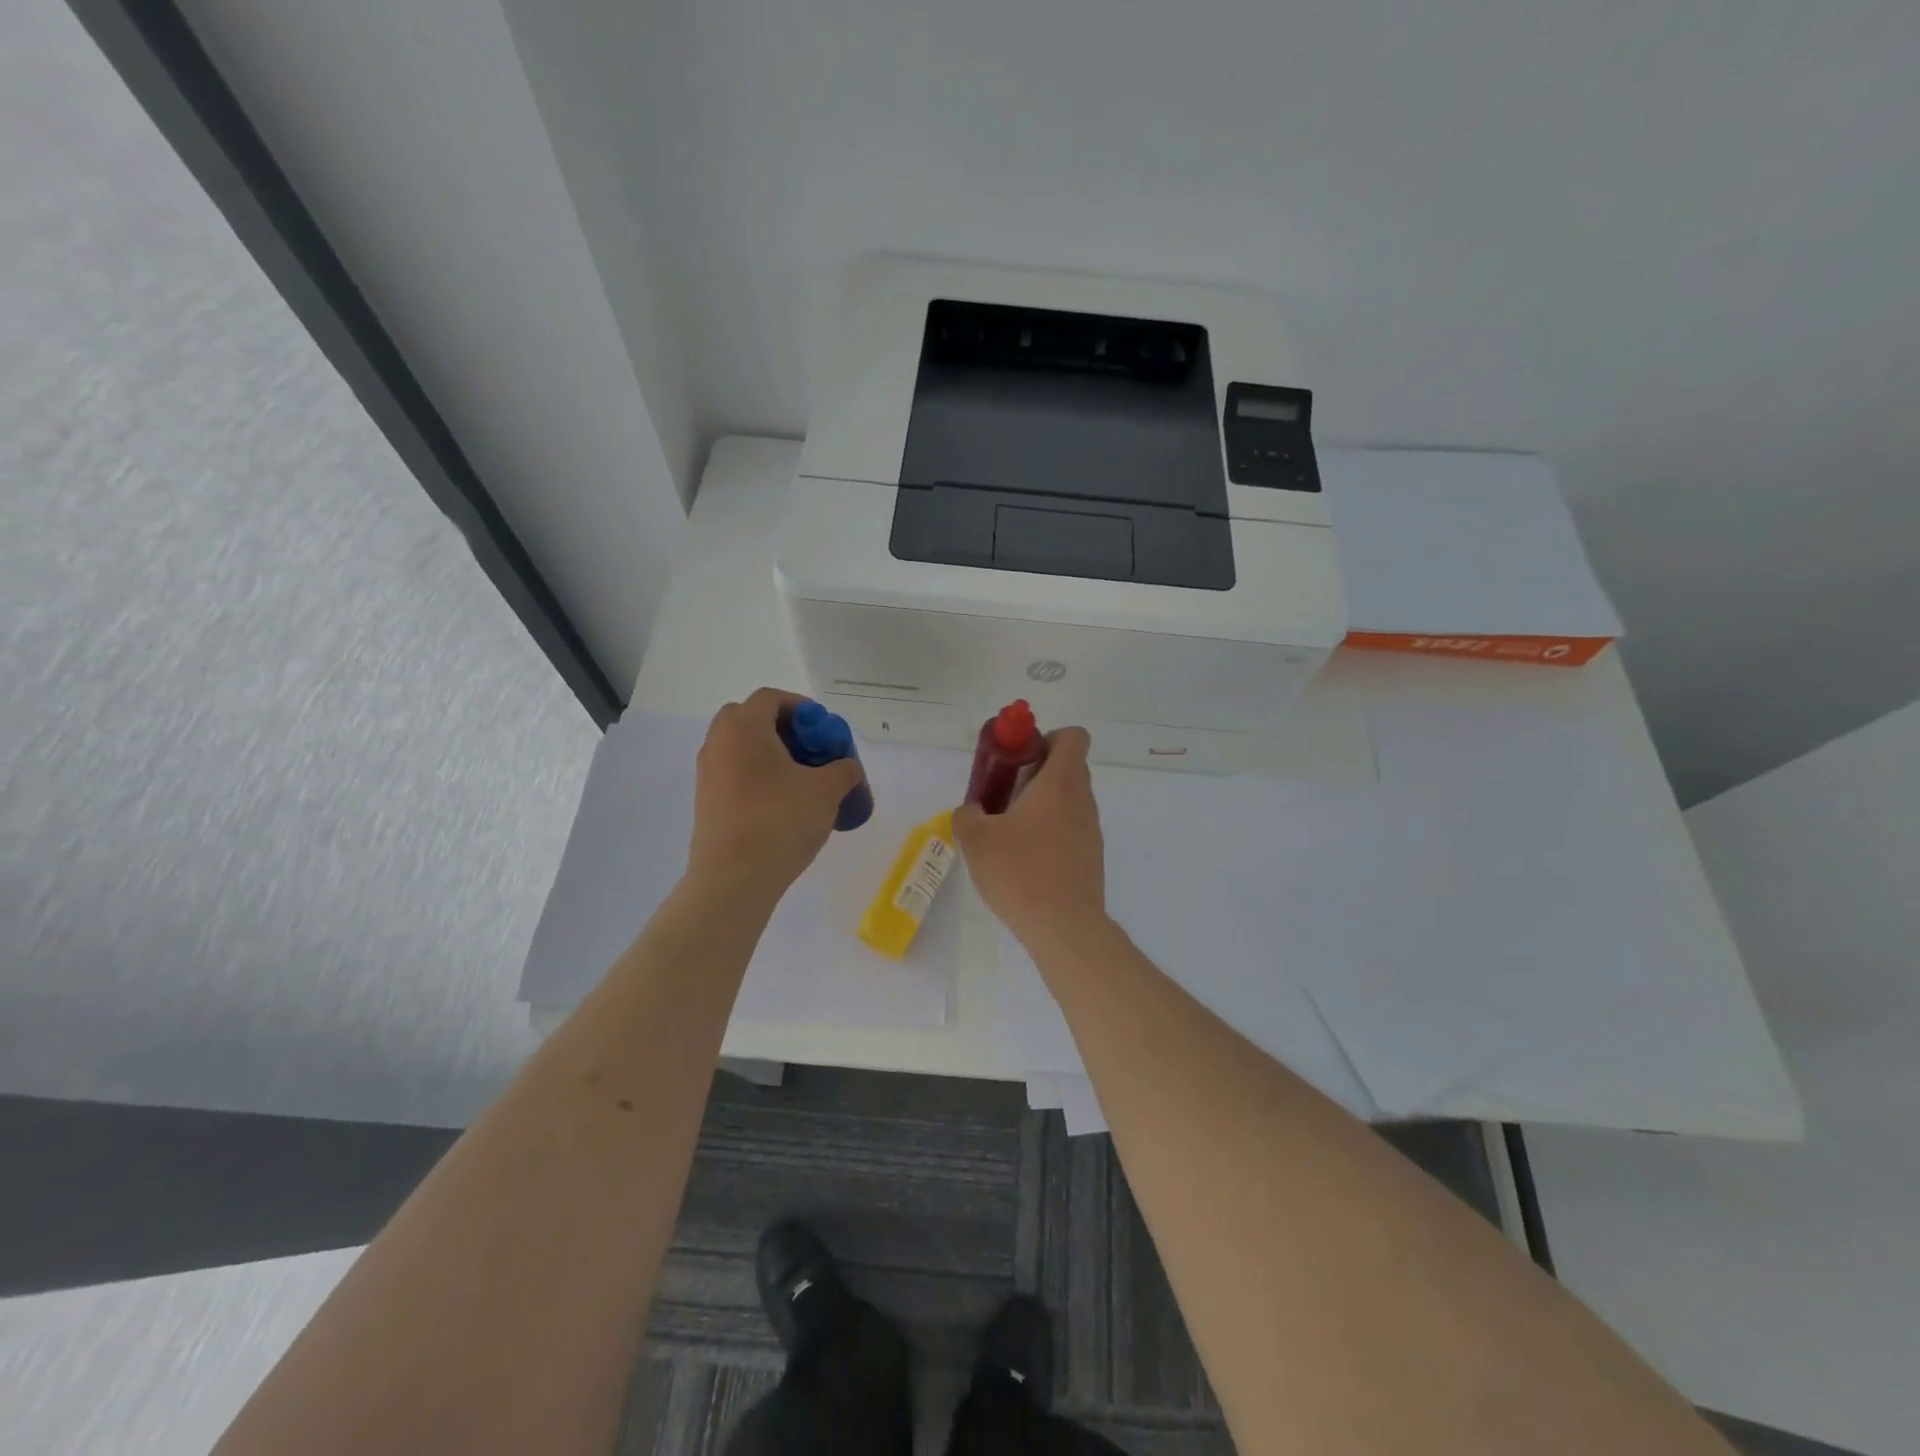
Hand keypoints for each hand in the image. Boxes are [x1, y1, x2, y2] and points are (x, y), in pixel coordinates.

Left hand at [686, 689, 866, 901]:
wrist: (733, 879)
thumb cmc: (780, 821)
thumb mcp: (826, 791)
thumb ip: (843, 770)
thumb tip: (847, 767)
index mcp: (744, 728)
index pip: (770, 698)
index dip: (801, 707)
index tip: (823, 729)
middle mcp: (718, 743)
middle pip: (748, 718)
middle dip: (781, 728)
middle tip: (809, 749)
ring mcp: (707, 774)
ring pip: (740, 748)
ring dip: (769, 754)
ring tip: (801, 780)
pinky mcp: (706, 802)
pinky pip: (734, 774)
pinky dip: (757, 777)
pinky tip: (782, 804)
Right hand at [953, 726, 1106, 944]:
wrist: (1064, 927)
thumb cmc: (1020, 871)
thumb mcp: (976, 839)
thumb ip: (967, 815)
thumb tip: (971, 811)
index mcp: (1060, 782)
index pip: (1073, 736)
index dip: (1047, 738)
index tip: (1020, 760)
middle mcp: (1082, 799)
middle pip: (1068, 767)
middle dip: (1035, 773)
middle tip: (1004, 797)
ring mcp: (1091, 830)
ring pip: (1068, 800)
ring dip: (1041, 805)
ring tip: (1009, 833)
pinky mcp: (1091, 857)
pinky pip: (1070, 829)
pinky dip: (1050, 833)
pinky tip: (1025, 862)